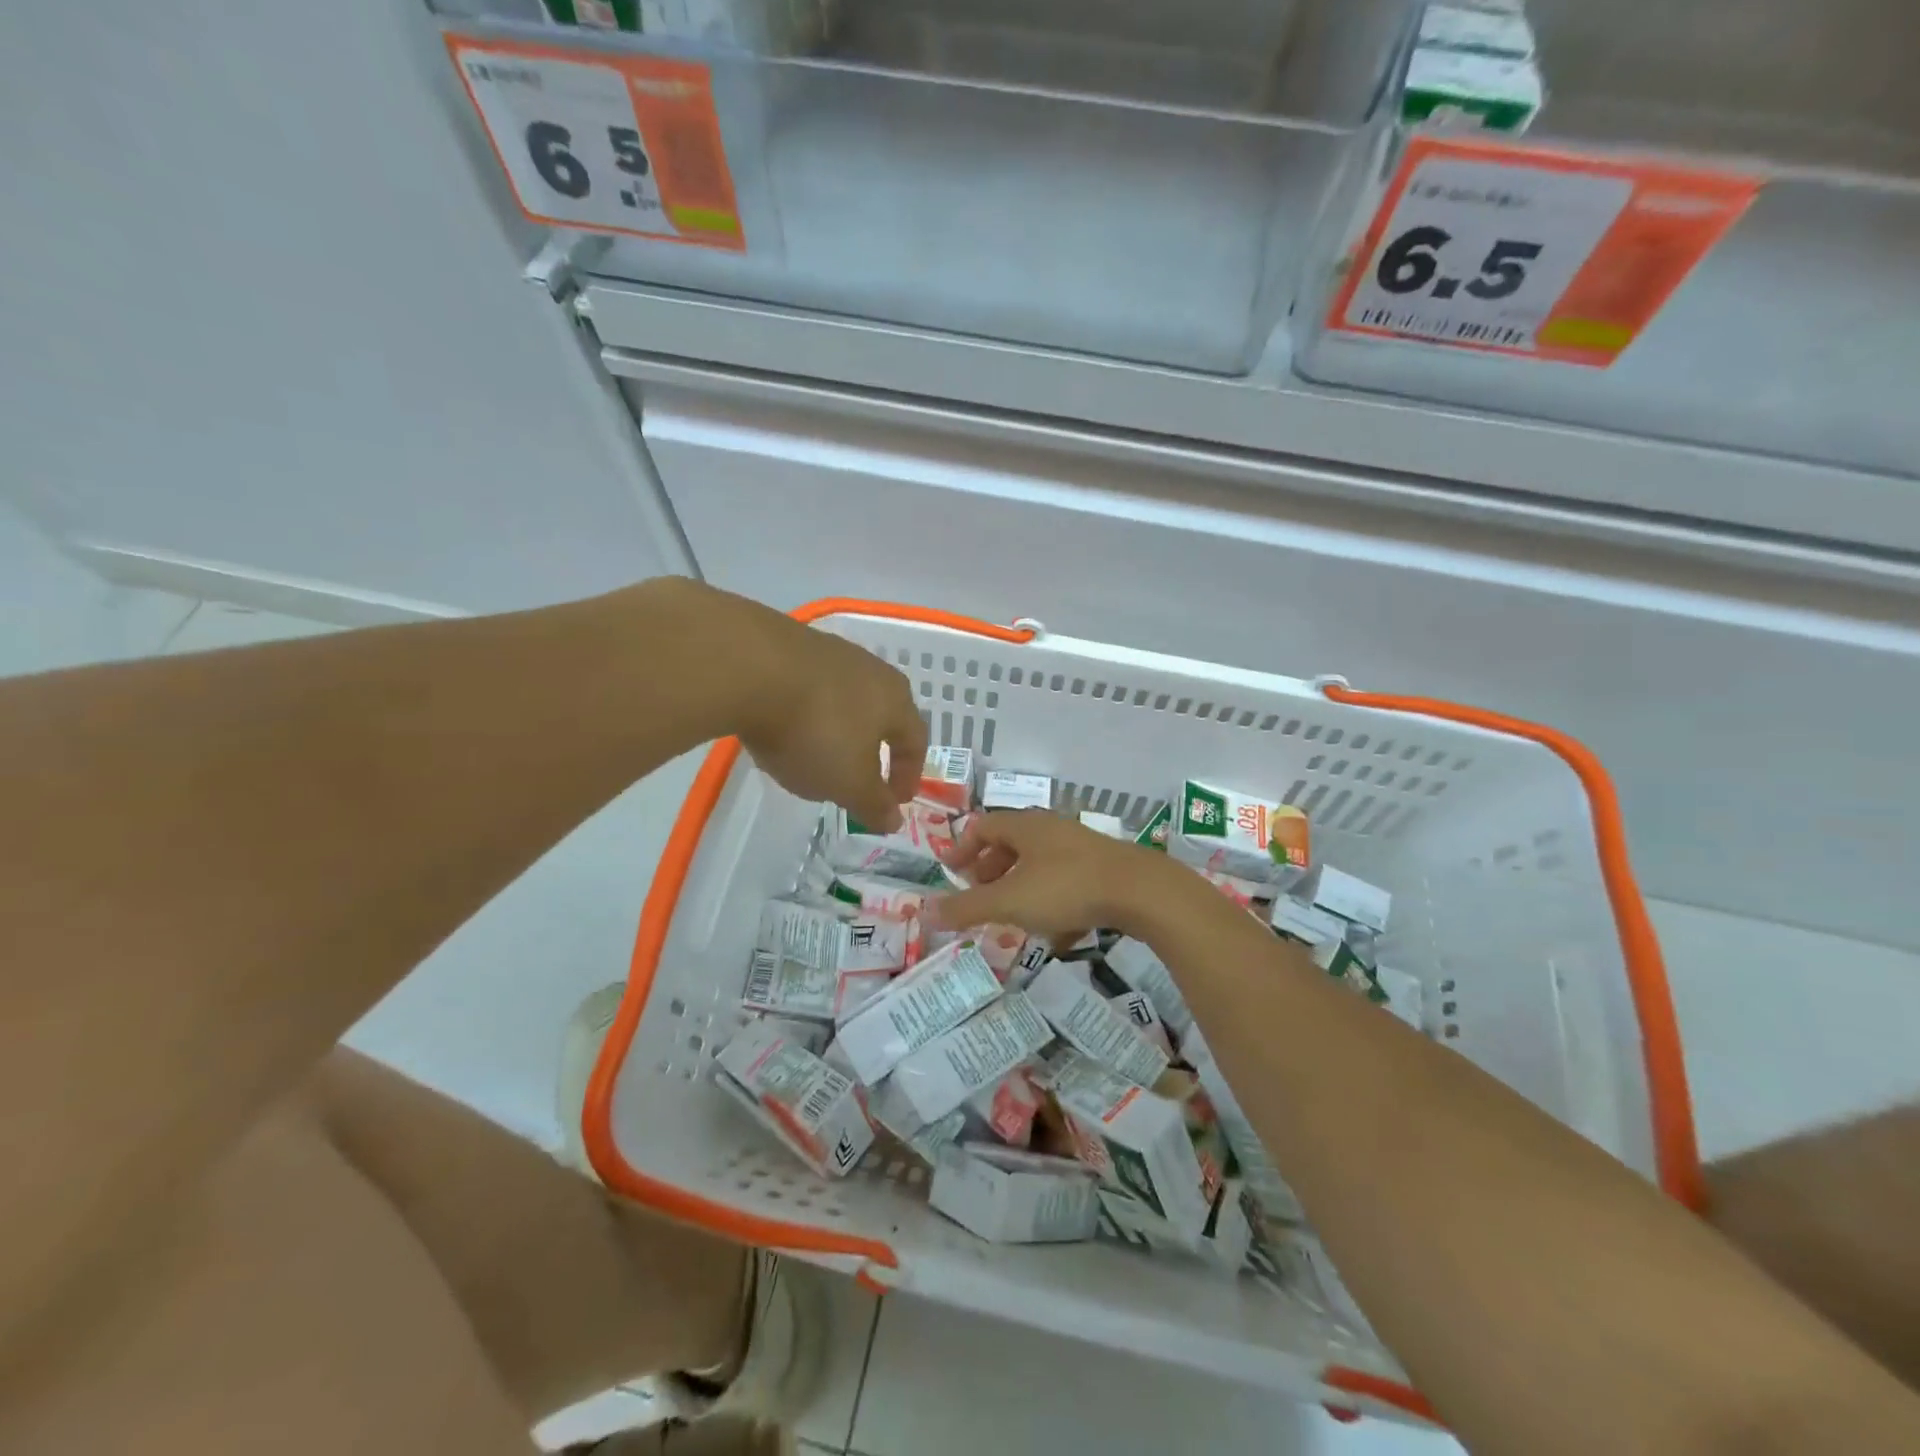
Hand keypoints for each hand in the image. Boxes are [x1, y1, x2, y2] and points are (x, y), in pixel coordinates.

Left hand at [685, 585, 925, 831]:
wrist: (749, 667)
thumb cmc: (815, 731)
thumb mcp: (848, 783)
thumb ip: (874, 804)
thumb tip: (894, 820)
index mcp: (895, 700)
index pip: (915, 740)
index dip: (907, 774)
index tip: (894, 802)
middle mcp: (869, 669)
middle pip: (880, 713)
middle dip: (873, 747)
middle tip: (859, 777)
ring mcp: (827, 652)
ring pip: (842, 698)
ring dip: (837, 728)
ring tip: (816, 754)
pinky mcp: (787, 644)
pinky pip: (806, 687)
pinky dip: (803, 711)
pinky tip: (782, 727)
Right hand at [925, 810, 1177, 938]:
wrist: (1141, 891)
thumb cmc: (1066, 888)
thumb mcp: (1009, 902)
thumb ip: (966, 908)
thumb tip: (924, 911)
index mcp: (1025, 826)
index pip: (983, 826)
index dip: (962, 848)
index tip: (950, 873)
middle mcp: (1051, 829)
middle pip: (1011, 843)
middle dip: (991, 870)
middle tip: (979, 896)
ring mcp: (1081, 847)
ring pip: (1040, 864)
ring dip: (1021, 888)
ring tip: (1014, 918)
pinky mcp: (1104, 868)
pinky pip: (1067, 881)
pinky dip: (1053, 902)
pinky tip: (1058, 934)